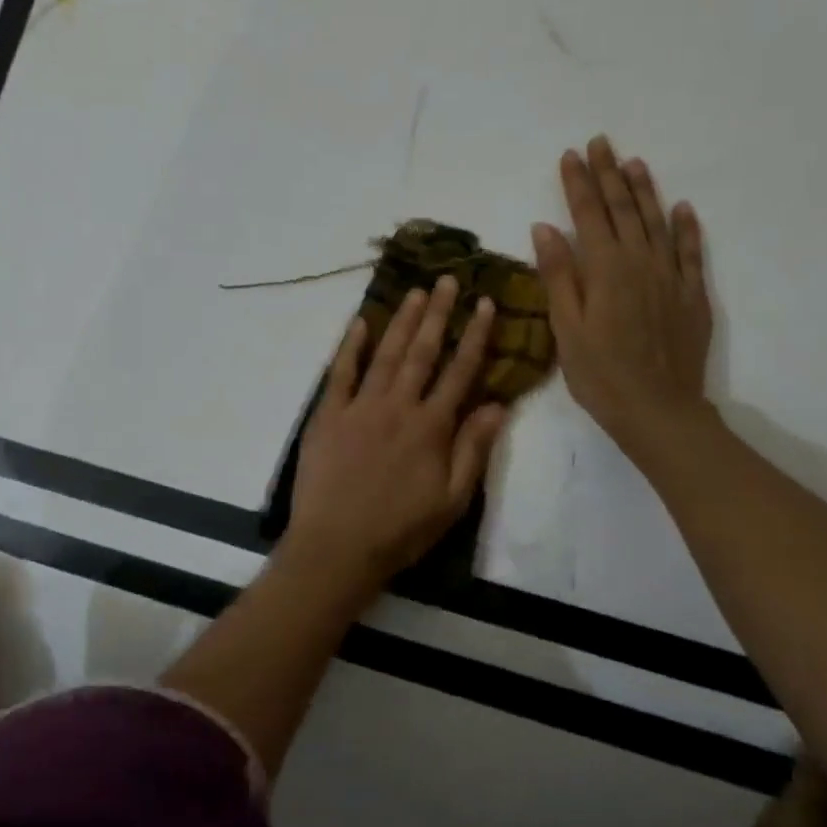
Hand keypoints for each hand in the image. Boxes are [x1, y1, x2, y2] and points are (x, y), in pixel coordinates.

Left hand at [283, 276, 510, 593]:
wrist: (337, 547)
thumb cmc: (400, 530)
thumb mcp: (452, 501)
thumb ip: (473, 450)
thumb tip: (499, 405)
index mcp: (432, 427)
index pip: (460, 371)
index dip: (475, 335)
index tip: (485, 303)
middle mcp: (398, 406)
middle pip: (422, 351)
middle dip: (438, 313)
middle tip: (447, 279)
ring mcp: (360, 407)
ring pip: (385, 354)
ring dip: (401, 320)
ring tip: (415, 292)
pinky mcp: (328, 415)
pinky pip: (340, 372)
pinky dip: (350, 346)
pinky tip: (359, 323)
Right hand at [532, 136, 714, 461]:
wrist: (658, 410)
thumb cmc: (600, 374)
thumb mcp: (566, 328)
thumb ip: (558, 275)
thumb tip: (545, 227)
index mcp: (605, 270)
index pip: (588, 215)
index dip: (577, 184)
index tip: (570, 155)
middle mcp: (640, 263)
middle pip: (624, 209)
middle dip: (609, 175)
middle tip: (601, 143)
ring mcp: (671, 277)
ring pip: (657, 222)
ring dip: (645, 190)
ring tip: (634, 163)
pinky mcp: (692, 295)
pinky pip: (691, 252)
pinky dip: (686, 227)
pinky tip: (682, 208)